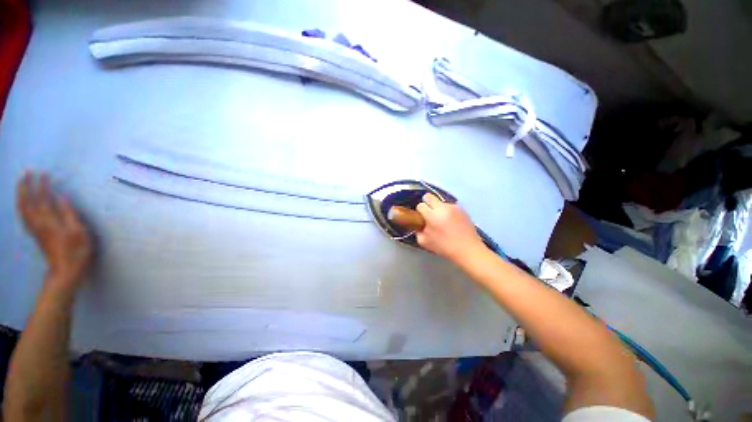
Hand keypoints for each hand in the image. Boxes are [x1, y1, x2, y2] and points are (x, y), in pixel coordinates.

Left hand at [17, 171, 92, 289]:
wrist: (65, 272)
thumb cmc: (76, 251)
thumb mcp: (79, 232)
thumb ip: (69, 214)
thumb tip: (62, 197)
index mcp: (49, 221)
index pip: (43, 199)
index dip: (42, 185)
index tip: (44, 173)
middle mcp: (38, 223)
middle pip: (26, 202)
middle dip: (25, 187)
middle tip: (27, 173)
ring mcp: (36, 230)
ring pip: (22, 209)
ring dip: (21, 195)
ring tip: (23, 185)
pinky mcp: (36, 234)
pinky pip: (25, 217)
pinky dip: (22, 206)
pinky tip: (24, 204)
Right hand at [415, 193, 485, 263]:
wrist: (467, 249)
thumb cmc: (444, 247)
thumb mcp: (424, 242)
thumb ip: (418, 231)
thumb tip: (418, 224)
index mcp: (432, 216)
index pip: (420, 205)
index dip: (420, 212)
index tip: (422, 218)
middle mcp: (442, 208)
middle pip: (429, 196)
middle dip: (427, 203)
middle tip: (429, 213)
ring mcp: (453, 207)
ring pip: (440, 202)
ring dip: (439, 209)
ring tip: (443, 221)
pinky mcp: (462, 208)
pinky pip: (450, 206)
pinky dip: (448, 212)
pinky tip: (452, 222)